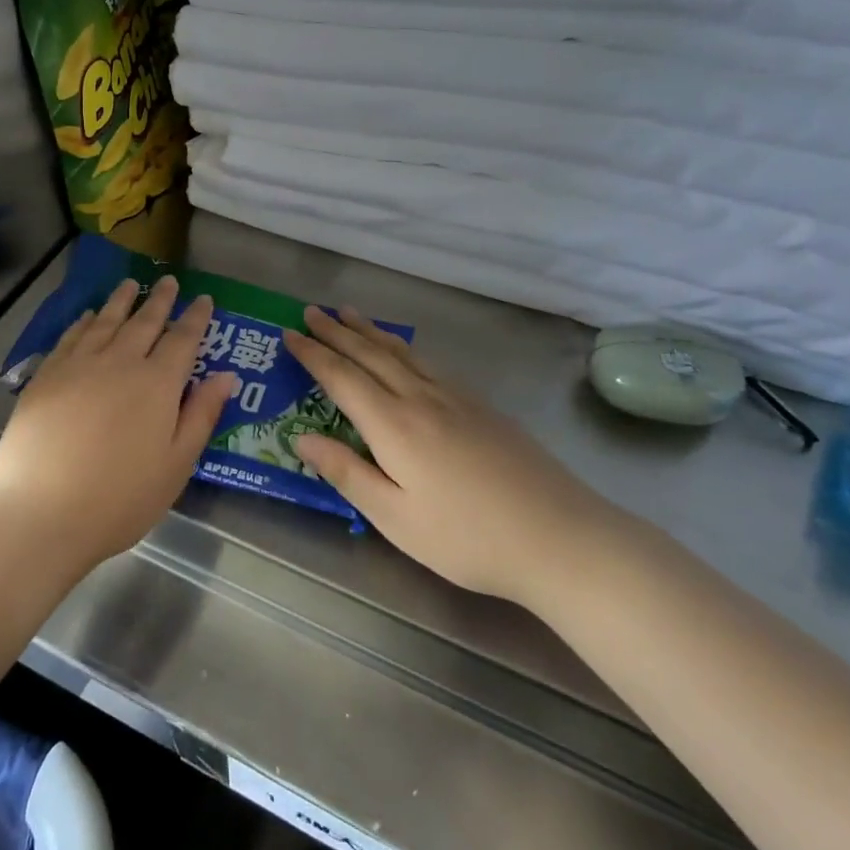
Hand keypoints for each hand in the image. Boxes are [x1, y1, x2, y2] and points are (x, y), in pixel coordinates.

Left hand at [0, 277, 236, 579]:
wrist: (40, 510)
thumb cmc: (119, 498)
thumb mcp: (176, 465)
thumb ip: (201, 415)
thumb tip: (226, 375)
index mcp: (157, 383)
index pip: (183, 339)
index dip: (196, 318)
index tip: (204, 299)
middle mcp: (120, 362)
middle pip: (145, 322)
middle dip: (160, 300)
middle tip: (169, 281)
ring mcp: (79, 365)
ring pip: (106, 321)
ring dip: (122, 301)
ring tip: (131, 284)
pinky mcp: (46, 375)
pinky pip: (71, 336)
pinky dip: (84, 321)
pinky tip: (88, 316)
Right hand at [283, 306, 613, 606]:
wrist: (560, 536)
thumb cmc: (467, 538)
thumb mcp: (395, 518)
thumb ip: (346, 473)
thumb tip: (300, 438)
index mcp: (394, 424)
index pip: (342, 377)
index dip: (313, 354)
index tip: (288, 334)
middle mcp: (421, 398)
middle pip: (370, 354)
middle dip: (337, 331)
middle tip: (311, 310)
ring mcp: (455, 397)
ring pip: (402, 352)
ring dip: (370, 331)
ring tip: (348, 314)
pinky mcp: (480, 405)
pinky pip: (427, 362)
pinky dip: (402, 346)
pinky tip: (403, 351)